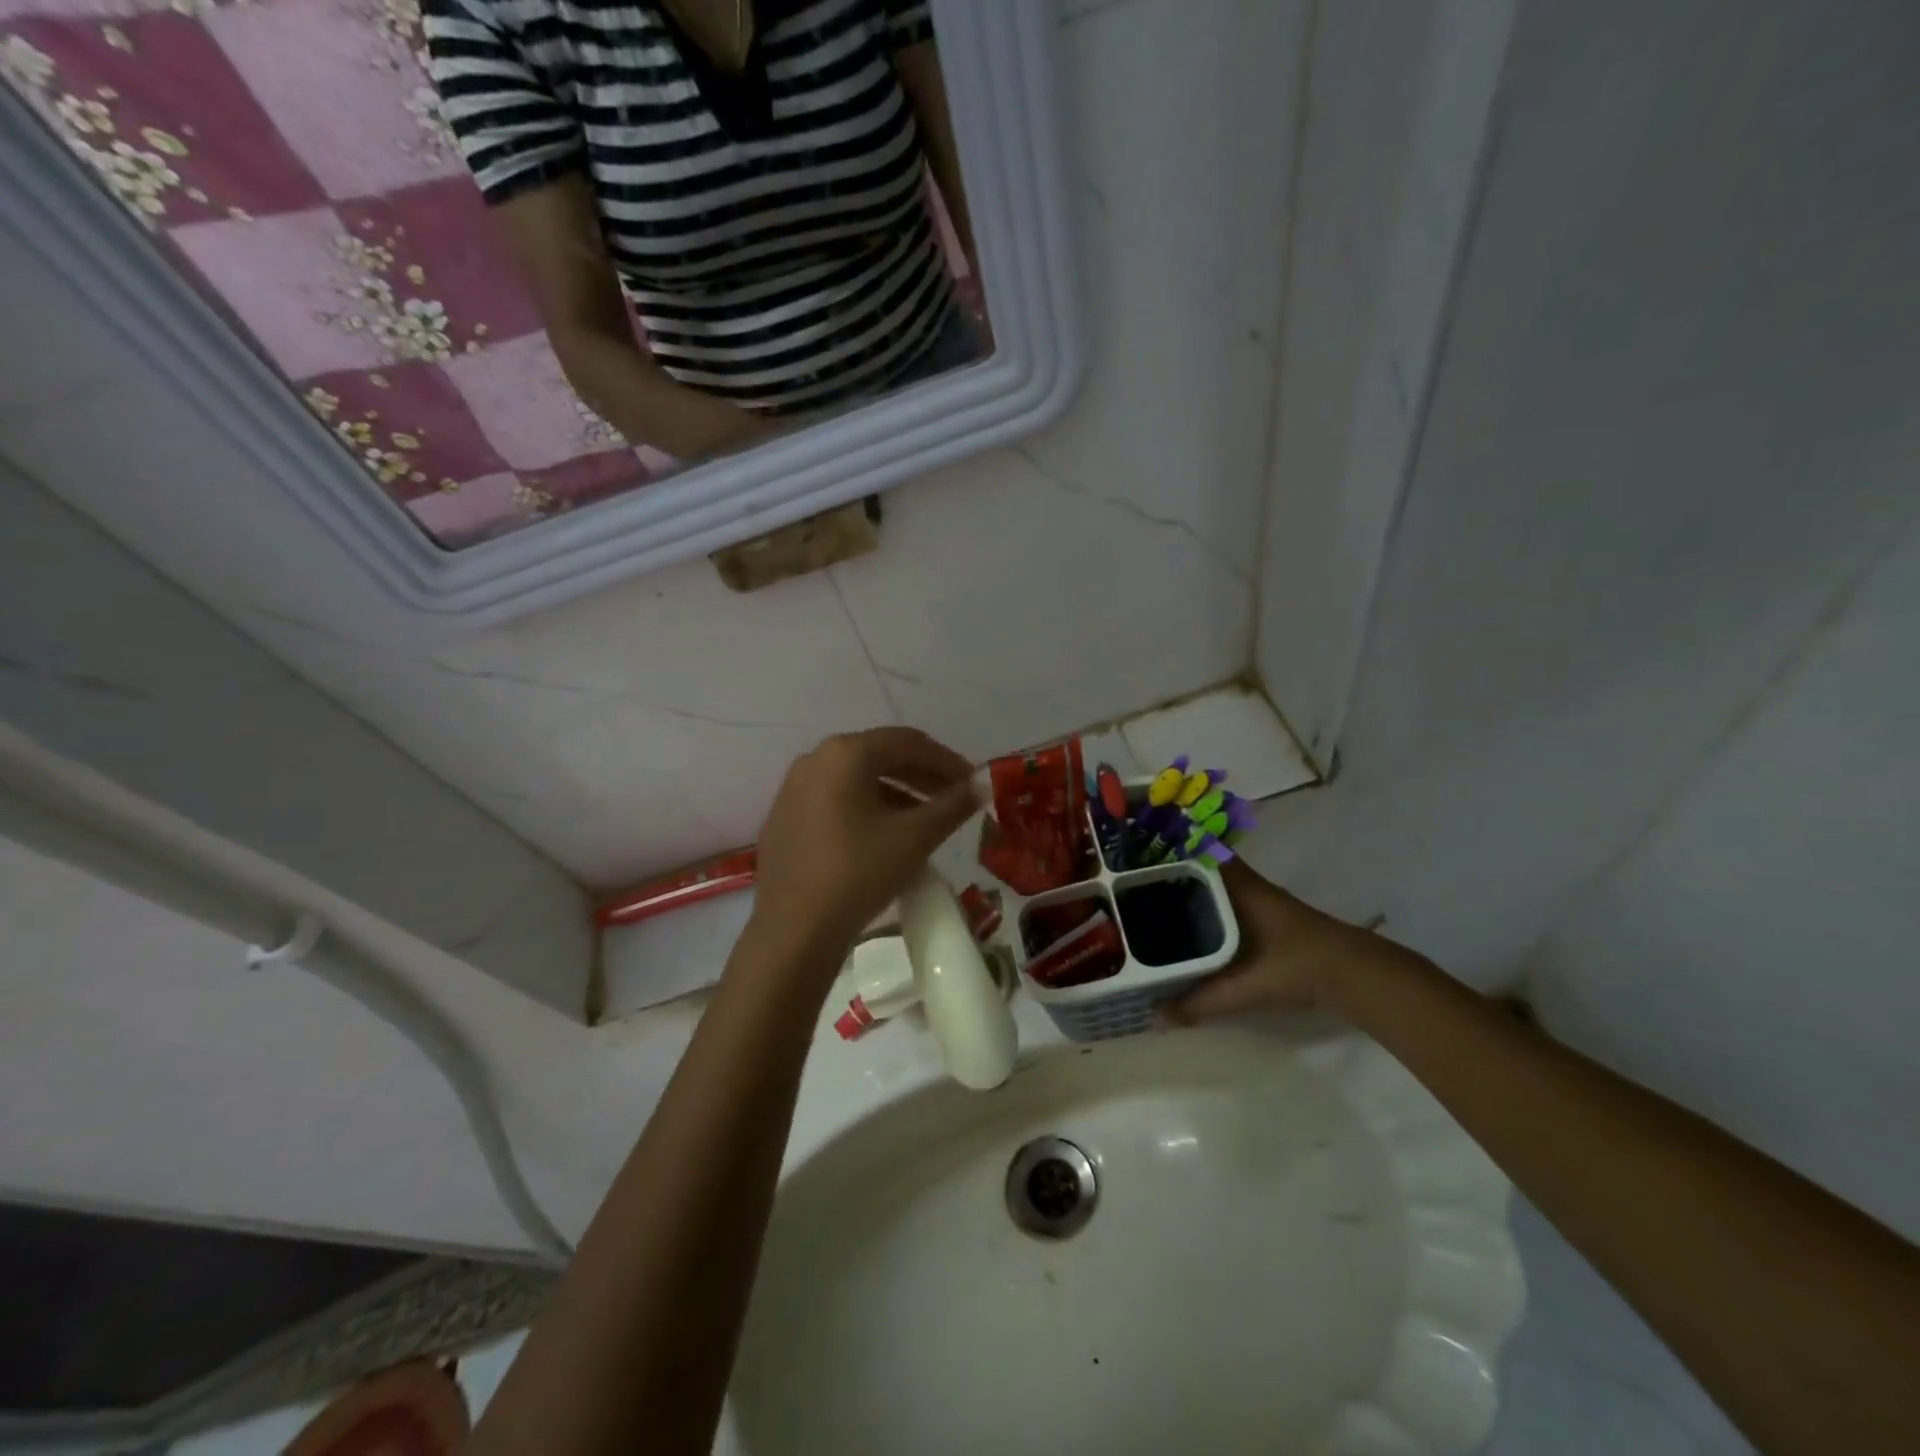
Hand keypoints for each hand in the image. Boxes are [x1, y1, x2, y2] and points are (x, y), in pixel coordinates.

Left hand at [747, 727, 980, 965]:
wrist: (793, 931)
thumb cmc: (858, 873)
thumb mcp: (914, 838)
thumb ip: (953, 805)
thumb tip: (983, 785)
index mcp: (845, 753)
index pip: (908, 742)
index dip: (947, 760)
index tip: (973, 783)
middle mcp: (815, 760)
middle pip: (880, 756)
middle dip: (922, 776)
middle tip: (954, 800)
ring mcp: (793, 789)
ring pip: (857, 780)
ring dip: (897, 793)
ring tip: (926, 821)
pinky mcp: (784, 819)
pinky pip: (836, 801)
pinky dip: (868, 809)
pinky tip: (886, 836)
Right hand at [1161, 861, 1405, 1024]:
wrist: (1356, 975)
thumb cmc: (1297, 965)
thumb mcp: (1245, 986)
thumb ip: (1201, 1001)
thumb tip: (1158, 1017)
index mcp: (1238, 887)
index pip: (1199, 851)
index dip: (1170, 845)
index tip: (1139, 851)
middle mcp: (1247, 885)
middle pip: (1203, 866)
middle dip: (1172, 870)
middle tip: (1135, 881)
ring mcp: (1261, 900)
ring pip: (1216, 885)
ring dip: (1191, 889)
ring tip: (1153, 901)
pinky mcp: (1269, 918)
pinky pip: (1227, 902)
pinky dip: (1208, 907)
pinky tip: (1192, 926)